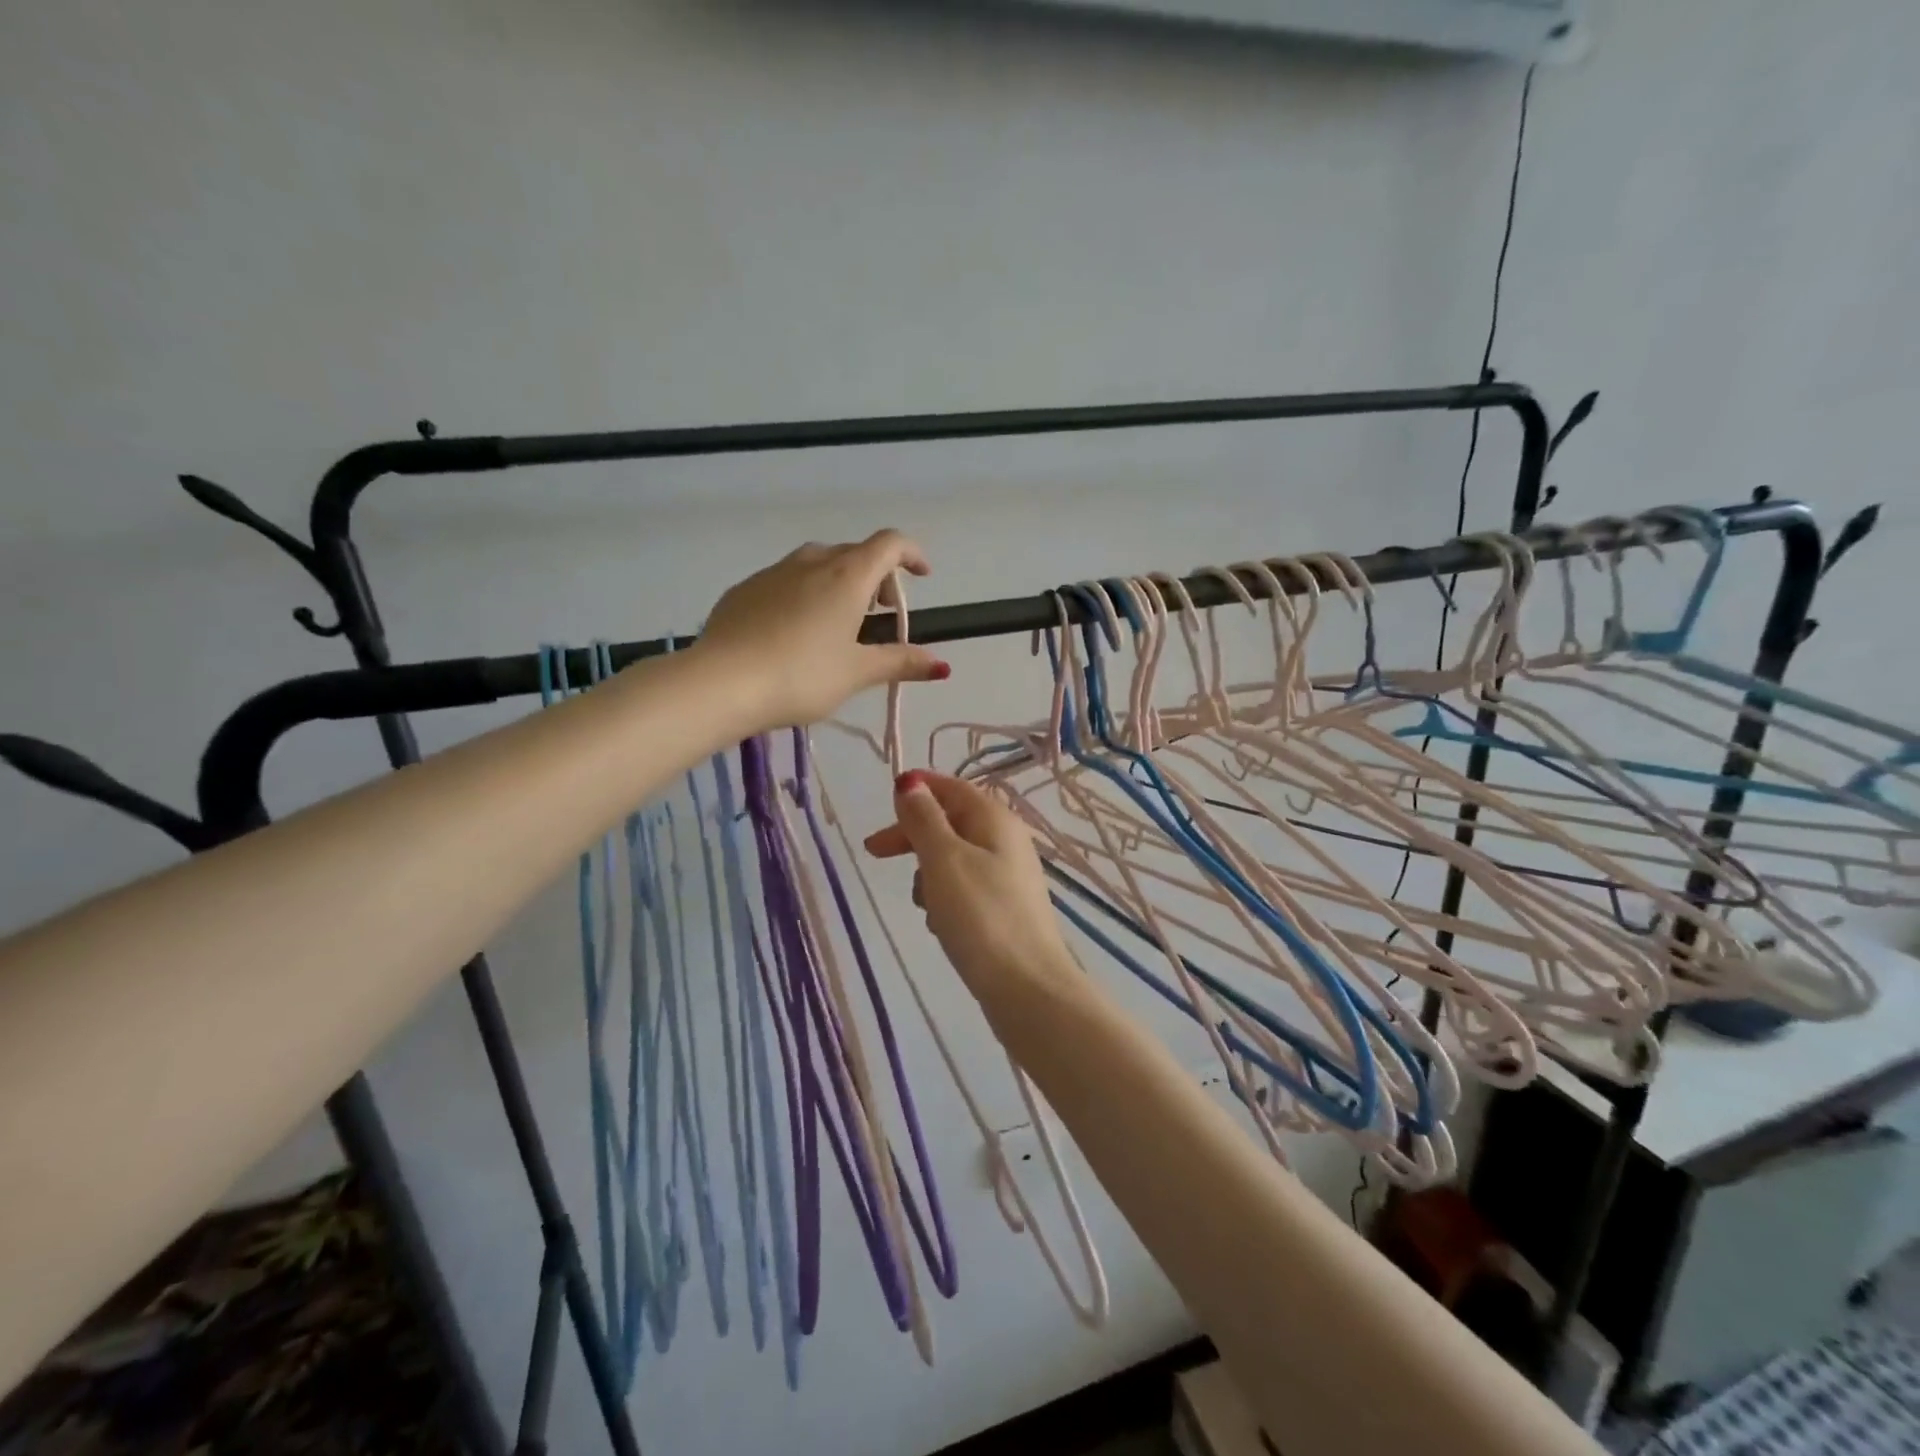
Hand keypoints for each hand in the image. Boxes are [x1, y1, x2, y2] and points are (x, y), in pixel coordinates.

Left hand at [695, 530, 947, 731]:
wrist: (721, 682)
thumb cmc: (801, 676)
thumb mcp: (856, 673)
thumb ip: (899, 663)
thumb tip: (941, 664)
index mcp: (847, 577)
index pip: (889, 544)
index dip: (912, 554)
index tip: (922, 576)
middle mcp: (811, 563)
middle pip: (854, 552)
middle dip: (875, 574)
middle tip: (879, 611)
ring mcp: (772, 573)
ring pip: (817, 563)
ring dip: (838, 580)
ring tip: (837, 620)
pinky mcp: (743, 590)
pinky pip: (784, 580)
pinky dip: (803, 592)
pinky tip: (793, 630)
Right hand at [865, 771, 1077, 994]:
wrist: (1027, 987)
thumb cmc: (980, 915)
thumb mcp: (943, 860)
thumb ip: (924, 819)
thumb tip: (910, 784)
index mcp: (995, 818)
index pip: (952, 787)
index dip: (917, 790)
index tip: (883, 806)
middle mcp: (1006, 840)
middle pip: (951, 822)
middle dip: (913, 836)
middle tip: (875, 853)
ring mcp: (1008, 875)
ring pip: (954, 858)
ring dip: (928, 873)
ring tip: (922, 903)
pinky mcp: (1005, 908)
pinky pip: (965, 888)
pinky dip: (945, 898)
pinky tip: (941, 924)